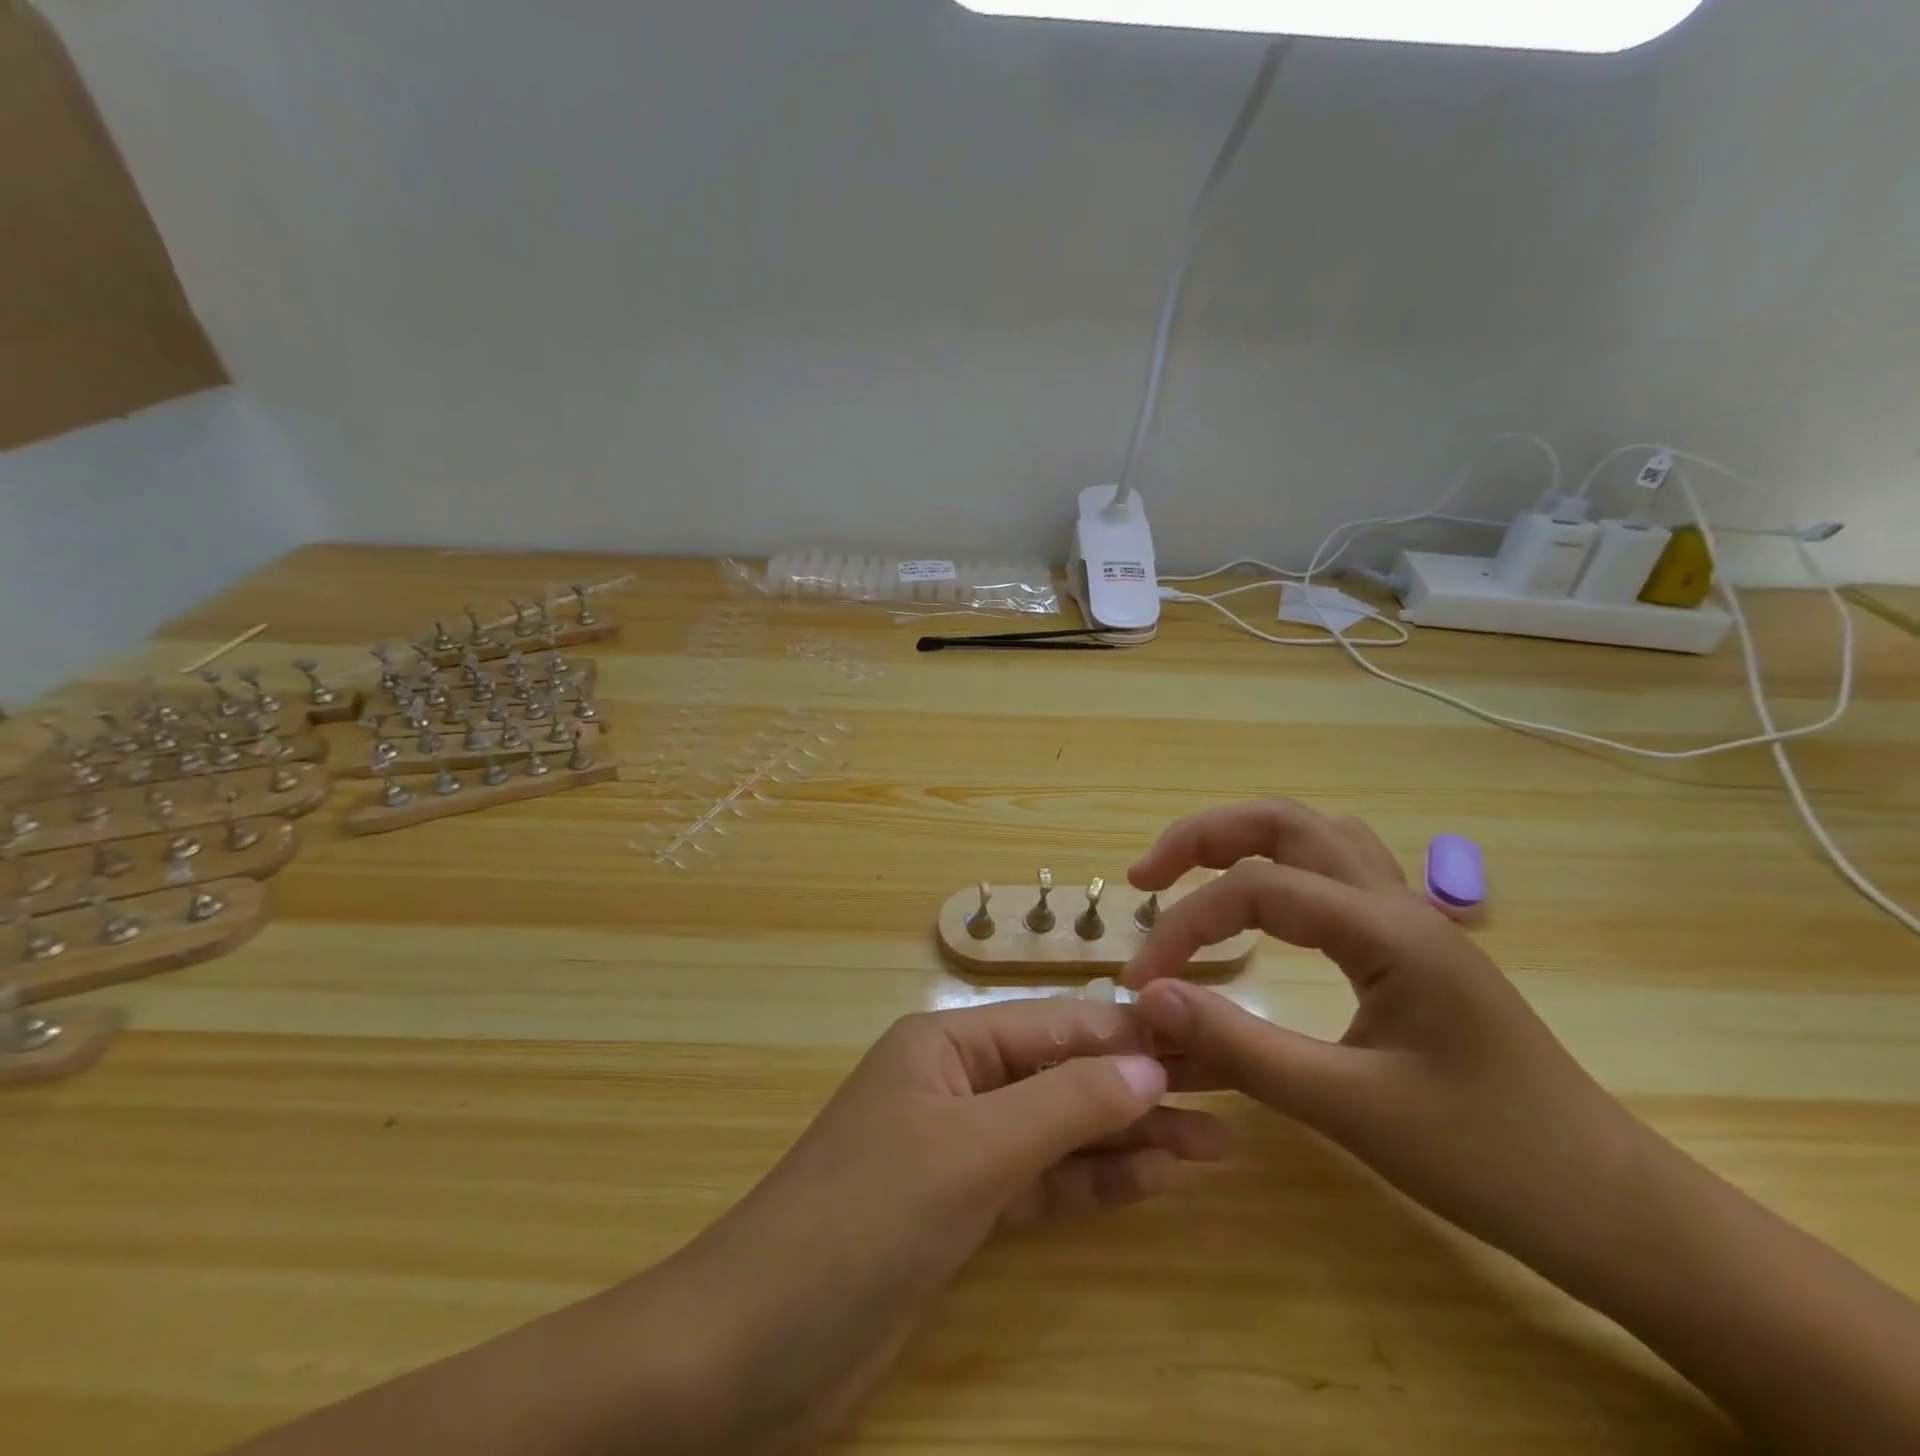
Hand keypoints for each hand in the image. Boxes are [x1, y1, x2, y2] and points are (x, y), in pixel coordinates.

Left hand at [665, 1000, 1228, 1453]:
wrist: (750, 1350)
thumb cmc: (861, 1220)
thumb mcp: (970, 1153)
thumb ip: (1063, 1106)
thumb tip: (1151, 1067)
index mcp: (947, 1042)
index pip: (1056, 1026)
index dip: (1130, 1034)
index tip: (1208, 1040)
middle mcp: (958, 1083)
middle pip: (1063, 1075)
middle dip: (1141, 1087)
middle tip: (1230, 1094)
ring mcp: (961, 1150)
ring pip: (1061, 1131)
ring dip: (1131, 1137)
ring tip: (1217, 1143)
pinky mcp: (964, 1212)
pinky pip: (1043, 1183)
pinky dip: (1095, 1181)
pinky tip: (1156, 1179)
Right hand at [1123, 800, 1649, 1287]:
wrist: (1615, 1208)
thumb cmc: (1490, 1159)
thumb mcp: (1350, 1109)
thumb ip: (1241, 1047)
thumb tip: (1148, 1000)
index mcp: (1387, 930)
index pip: (1255, 890)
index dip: (1184, 926)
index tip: (1142, 982)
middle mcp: (1398, 903)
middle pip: (1285, 823)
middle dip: (1203, 837)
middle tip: (1146, 878)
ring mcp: (1412, 919)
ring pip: (1317, 836)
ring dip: (1245, 841)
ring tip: (1193, 877)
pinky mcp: (1414, 947)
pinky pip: (1338, 874)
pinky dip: (1284, 869)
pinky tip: (1268, 908)